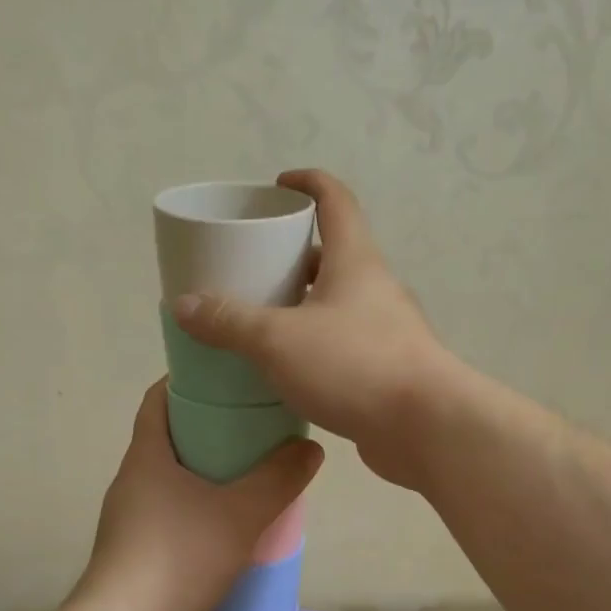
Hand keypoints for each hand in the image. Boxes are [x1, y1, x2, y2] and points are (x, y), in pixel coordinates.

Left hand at [78, 382, 322, 610]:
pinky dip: (197, 511)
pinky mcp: (134, 554)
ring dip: (204, 474)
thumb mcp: (241, 513)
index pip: (157, 399)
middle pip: (167, 439)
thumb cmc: (179, 556)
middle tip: (252, 428)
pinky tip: (228, 528)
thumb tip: (310, 447)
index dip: (185, 381)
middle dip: (207, 429)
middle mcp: (131, 482)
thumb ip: (279, 478)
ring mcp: (129, 520)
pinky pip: (170, 517)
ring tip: (249, 477)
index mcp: (146, 457)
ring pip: (170, 481)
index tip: (224, 378)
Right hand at [170, 169, 458, 488]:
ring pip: (337, 304)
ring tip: (259, 320)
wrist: (427, 427)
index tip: (278, 185)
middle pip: (332, 255)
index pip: (335, 201)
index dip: (308, 183)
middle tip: (252, 267)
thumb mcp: (278, 340)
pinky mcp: (386, 369)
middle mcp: (374, 288)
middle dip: (292, 255)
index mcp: (355, 261)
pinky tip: (287, 369)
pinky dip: (314, 346)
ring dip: (302, 305)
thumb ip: (229, 322)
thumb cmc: (354, 365)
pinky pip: (342, 344)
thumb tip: (183, 305)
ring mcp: (386, 330)